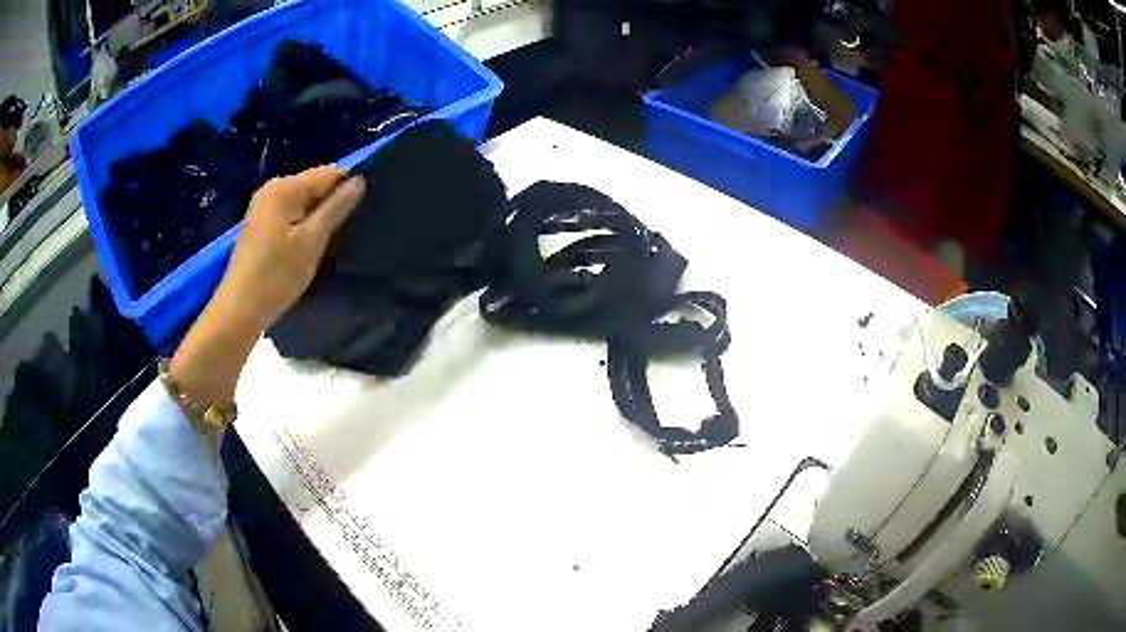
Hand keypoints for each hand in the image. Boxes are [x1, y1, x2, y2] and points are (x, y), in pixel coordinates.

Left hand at [214, 166, 365, 330]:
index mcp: (284, 188)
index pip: (328, 173)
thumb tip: (358, 182)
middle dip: (331, 204)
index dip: (348, 187)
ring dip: (317, 219)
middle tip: (345, 232)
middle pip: (314, 186)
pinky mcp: (260, 225)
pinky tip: (308, 248)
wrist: (239, 310)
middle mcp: (272, 190)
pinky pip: (291, 215)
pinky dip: (302, 227)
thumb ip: (336, 208)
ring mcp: (263, 207)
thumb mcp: (312, 241)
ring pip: (303, 203)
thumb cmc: (276, 276)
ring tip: (329, 242)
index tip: (362, 211)